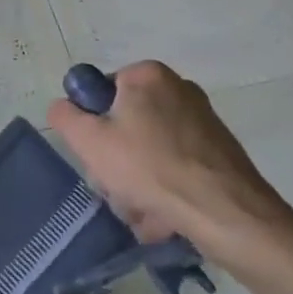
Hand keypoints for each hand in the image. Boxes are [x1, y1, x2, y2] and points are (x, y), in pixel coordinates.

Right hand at [47, 60, 292, 252]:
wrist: (228, 215)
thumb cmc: (150, 167)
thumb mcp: (88, 140)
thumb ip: (65, 116)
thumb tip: (65, 107)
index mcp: (147, 75)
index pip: (102, 93)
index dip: (93, 126)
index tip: (97, 155)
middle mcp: (179, 89)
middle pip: (127, 125)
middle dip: (117, 161)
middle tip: (117, 189)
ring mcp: (204, 121)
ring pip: (151, 151)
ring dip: (139, 182)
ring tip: (143, 212)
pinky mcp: (221, 153)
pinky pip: (177, 167)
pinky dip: (167, 189)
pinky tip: (165, 217)